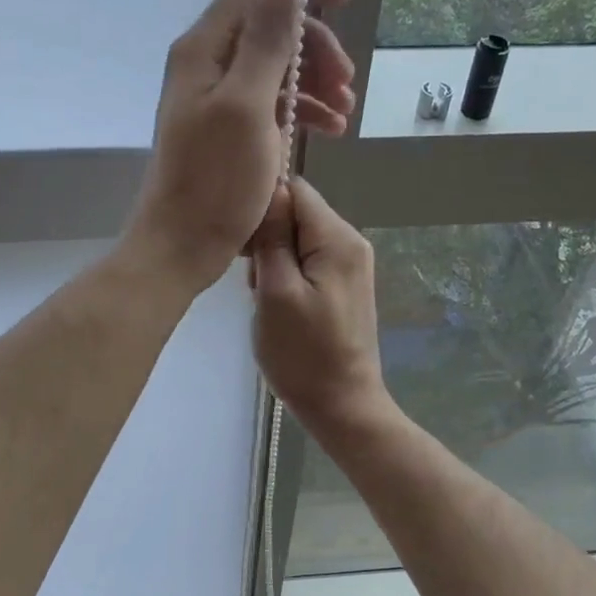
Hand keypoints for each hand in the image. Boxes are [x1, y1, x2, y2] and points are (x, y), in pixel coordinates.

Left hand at [124, 0, 355, 292]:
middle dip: (316, 49)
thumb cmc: (215, 181)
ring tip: (346, 113)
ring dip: (315, 83)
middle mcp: (207, 65)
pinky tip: (330, 130)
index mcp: (204, 50)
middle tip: (348, 82)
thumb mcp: (246, 106)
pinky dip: (302, 111)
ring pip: (276, 69)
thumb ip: (265, 42)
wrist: (182, 245)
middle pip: (270, 31)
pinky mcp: (228, 131)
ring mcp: (217, 100)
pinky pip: (271, 104)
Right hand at [249, 176, 391, 439]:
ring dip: (274, 262)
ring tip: (265, 299)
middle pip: (297, 214)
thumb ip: (272, 237)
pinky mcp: (343, 287)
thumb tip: (268, 191)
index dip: (262, 209)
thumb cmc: (303, 353)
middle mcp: (351, 242)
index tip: (244, 246)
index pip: (294, 190)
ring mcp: (350, 266)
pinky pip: (307, 263)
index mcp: (338, 238)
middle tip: (255, 282)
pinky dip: (287, 277)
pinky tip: (279, 306)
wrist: (341, 405)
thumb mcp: (276, 292)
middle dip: (268, 240)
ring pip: (298, 241)